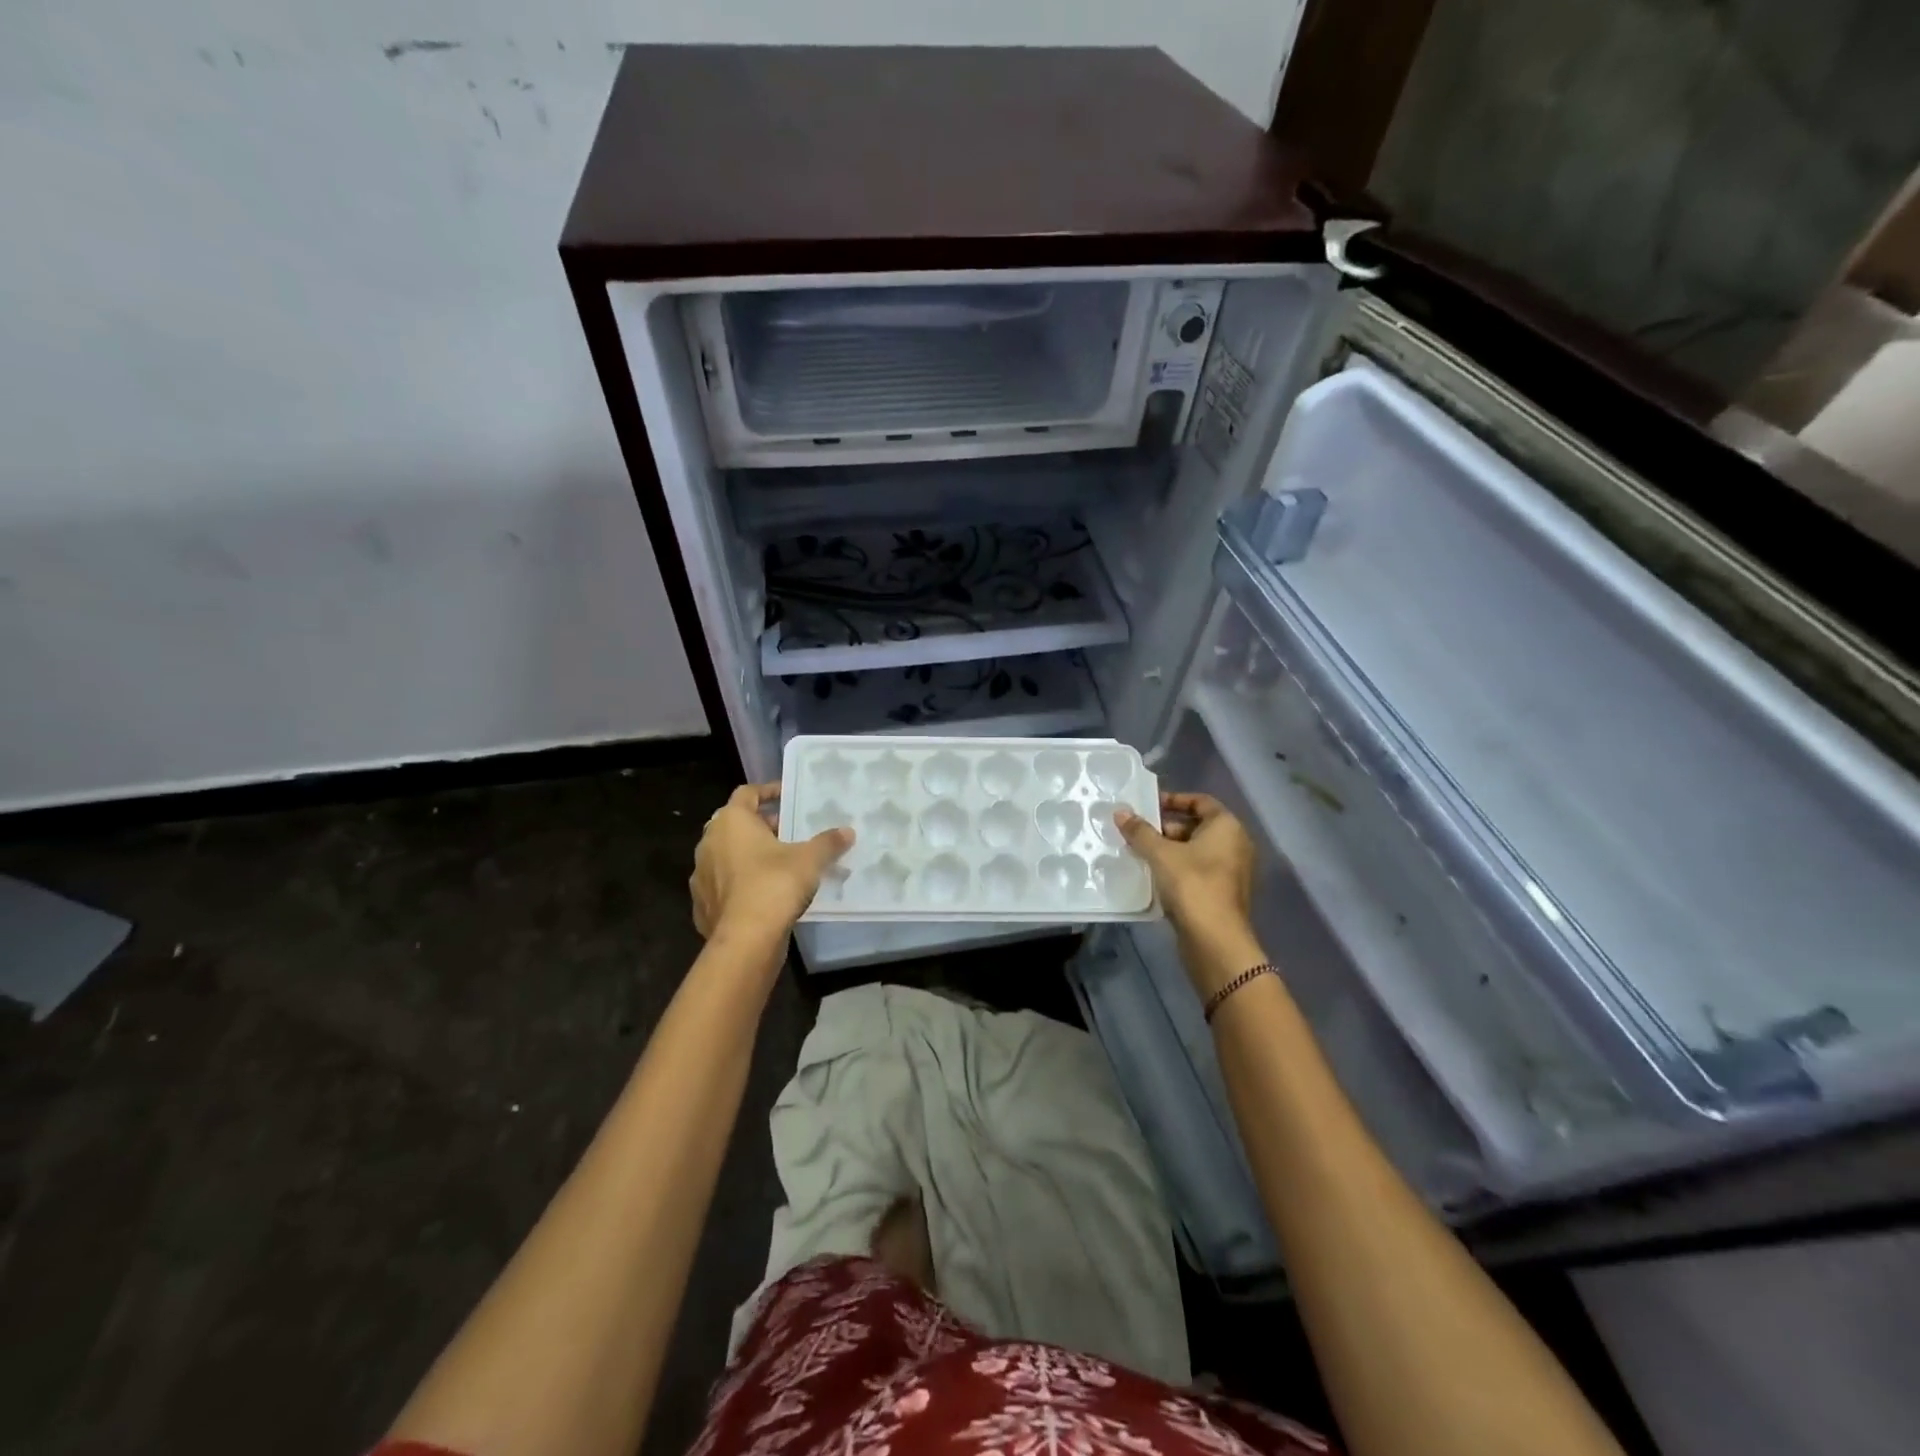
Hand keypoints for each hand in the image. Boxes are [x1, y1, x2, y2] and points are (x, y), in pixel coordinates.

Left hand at [690, 784, 853, 943]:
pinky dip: (740, 883)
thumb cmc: (775, 884)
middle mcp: (709, 842)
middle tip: (788, 832)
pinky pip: (723, 884)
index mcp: (731, 821)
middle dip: (761, 826)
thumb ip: (828, 842)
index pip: (747, 793)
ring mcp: (701, 875)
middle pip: (735, 824)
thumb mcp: (810, 859)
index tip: (787, 796)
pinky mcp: (702, 904)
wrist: (746, 939)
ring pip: (727, 855)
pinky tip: (762, 894)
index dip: (768, 791)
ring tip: (778, 863)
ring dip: (749, 855)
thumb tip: (848, 831)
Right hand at [1115, 792, 1258, 966]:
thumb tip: (1120, 812)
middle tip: (1137, 832)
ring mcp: (1231, 871)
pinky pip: (1196, 870)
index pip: (1200, 801)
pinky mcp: (1222, 893)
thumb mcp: (1160, 854)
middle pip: (1196, 826)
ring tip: (1138, 853)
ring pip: (1195, 850)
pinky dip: (1176, 868)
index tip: (1148, 805)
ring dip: (1168, 850)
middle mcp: (1235, 844)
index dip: (1173, 799)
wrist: (1215, 940)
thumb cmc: (1192, 885)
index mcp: (1227, 827)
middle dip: (1165, 828)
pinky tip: (1152, 875)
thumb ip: (1140, 831)